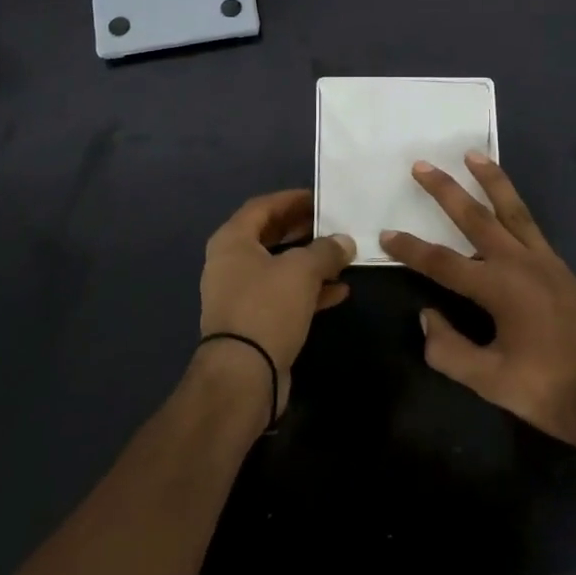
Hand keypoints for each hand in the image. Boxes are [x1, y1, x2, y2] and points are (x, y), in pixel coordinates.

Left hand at [199, 190, 355, 417]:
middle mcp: (231, 264)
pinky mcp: (254, 322)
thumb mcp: (302, 270)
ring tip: (341, 255)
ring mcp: (241, 295)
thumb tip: (344, 241)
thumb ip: (326, 250)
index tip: (320, 198)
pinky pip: (284, 296)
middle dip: (303, 229)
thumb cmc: (267, 307)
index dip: (291, 199)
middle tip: (333, 224)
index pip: (263, 206)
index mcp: (232, 241)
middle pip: (270, 236)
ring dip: (309, 261)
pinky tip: (339, 290)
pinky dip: (309, 290)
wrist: (243, 376)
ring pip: (279, 268)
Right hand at [381, 156, 575, 453]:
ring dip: (489, 181)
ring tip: (473, 155)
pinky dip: (514, 205)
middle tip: (422, 165)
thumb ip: (450, 350)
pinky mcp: (562, 270)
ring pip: (511, 209)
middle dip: (445, 191)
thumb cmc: (552, 391)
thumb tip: (426, 316)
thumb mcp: (492, 382)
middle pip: (475, 217)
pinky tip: (507, 206)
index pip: (442, 262)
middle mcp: (520, 263)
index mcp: (499, 287)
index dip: (411, 249)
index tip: (386, 234)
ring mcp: (545, 262)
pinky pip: (531, 225)